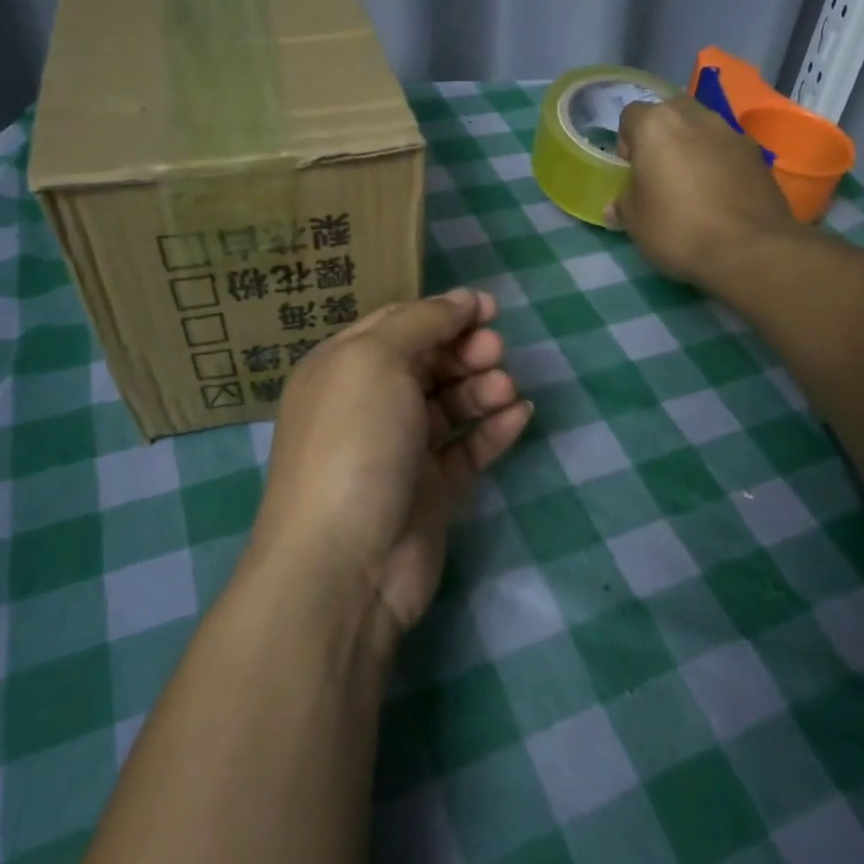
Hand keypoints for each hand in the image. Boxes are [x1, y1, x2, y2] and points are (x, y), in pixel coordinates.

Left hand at [251, 289, 532, 637]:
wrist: (344, 564)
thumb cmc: (353, 444)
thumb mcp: (376, 361)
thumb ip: (421, 322)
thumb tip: (461, 299)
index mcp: (343, 368)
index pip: (398, 325)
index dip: (443, 312)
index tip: (489, 308)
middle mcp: (368, 405)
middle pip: (427, 362)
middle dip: (465, 350)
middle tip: (496, 352)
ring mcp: (400, 450)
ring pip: (450, 404)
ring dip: (482, 388)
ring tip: (504, 389)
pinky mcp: (430, 490)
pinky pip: (467, 448)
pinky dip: (493, 429)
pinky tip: (520, 415)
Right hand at [609, 96, 797, 287]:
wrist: (748, 249)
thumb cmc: (678, 230)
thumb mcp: (636, 223)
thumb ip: (624, 204)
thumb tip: (616, 206)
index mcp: (657, 126)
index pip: (631, 115)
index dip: (627, 142)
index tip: (631, 171)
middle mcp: (695, 117)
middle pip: (671, 111)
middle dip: (663, 134)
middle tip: (661, 171)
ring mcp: (731, 132)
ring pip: (703, 127)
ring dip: (693, 145)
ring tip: (693, 184)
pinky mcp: (758, 154)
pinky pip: (728, 148)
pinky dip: (720, 162)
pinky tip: (720, 194)